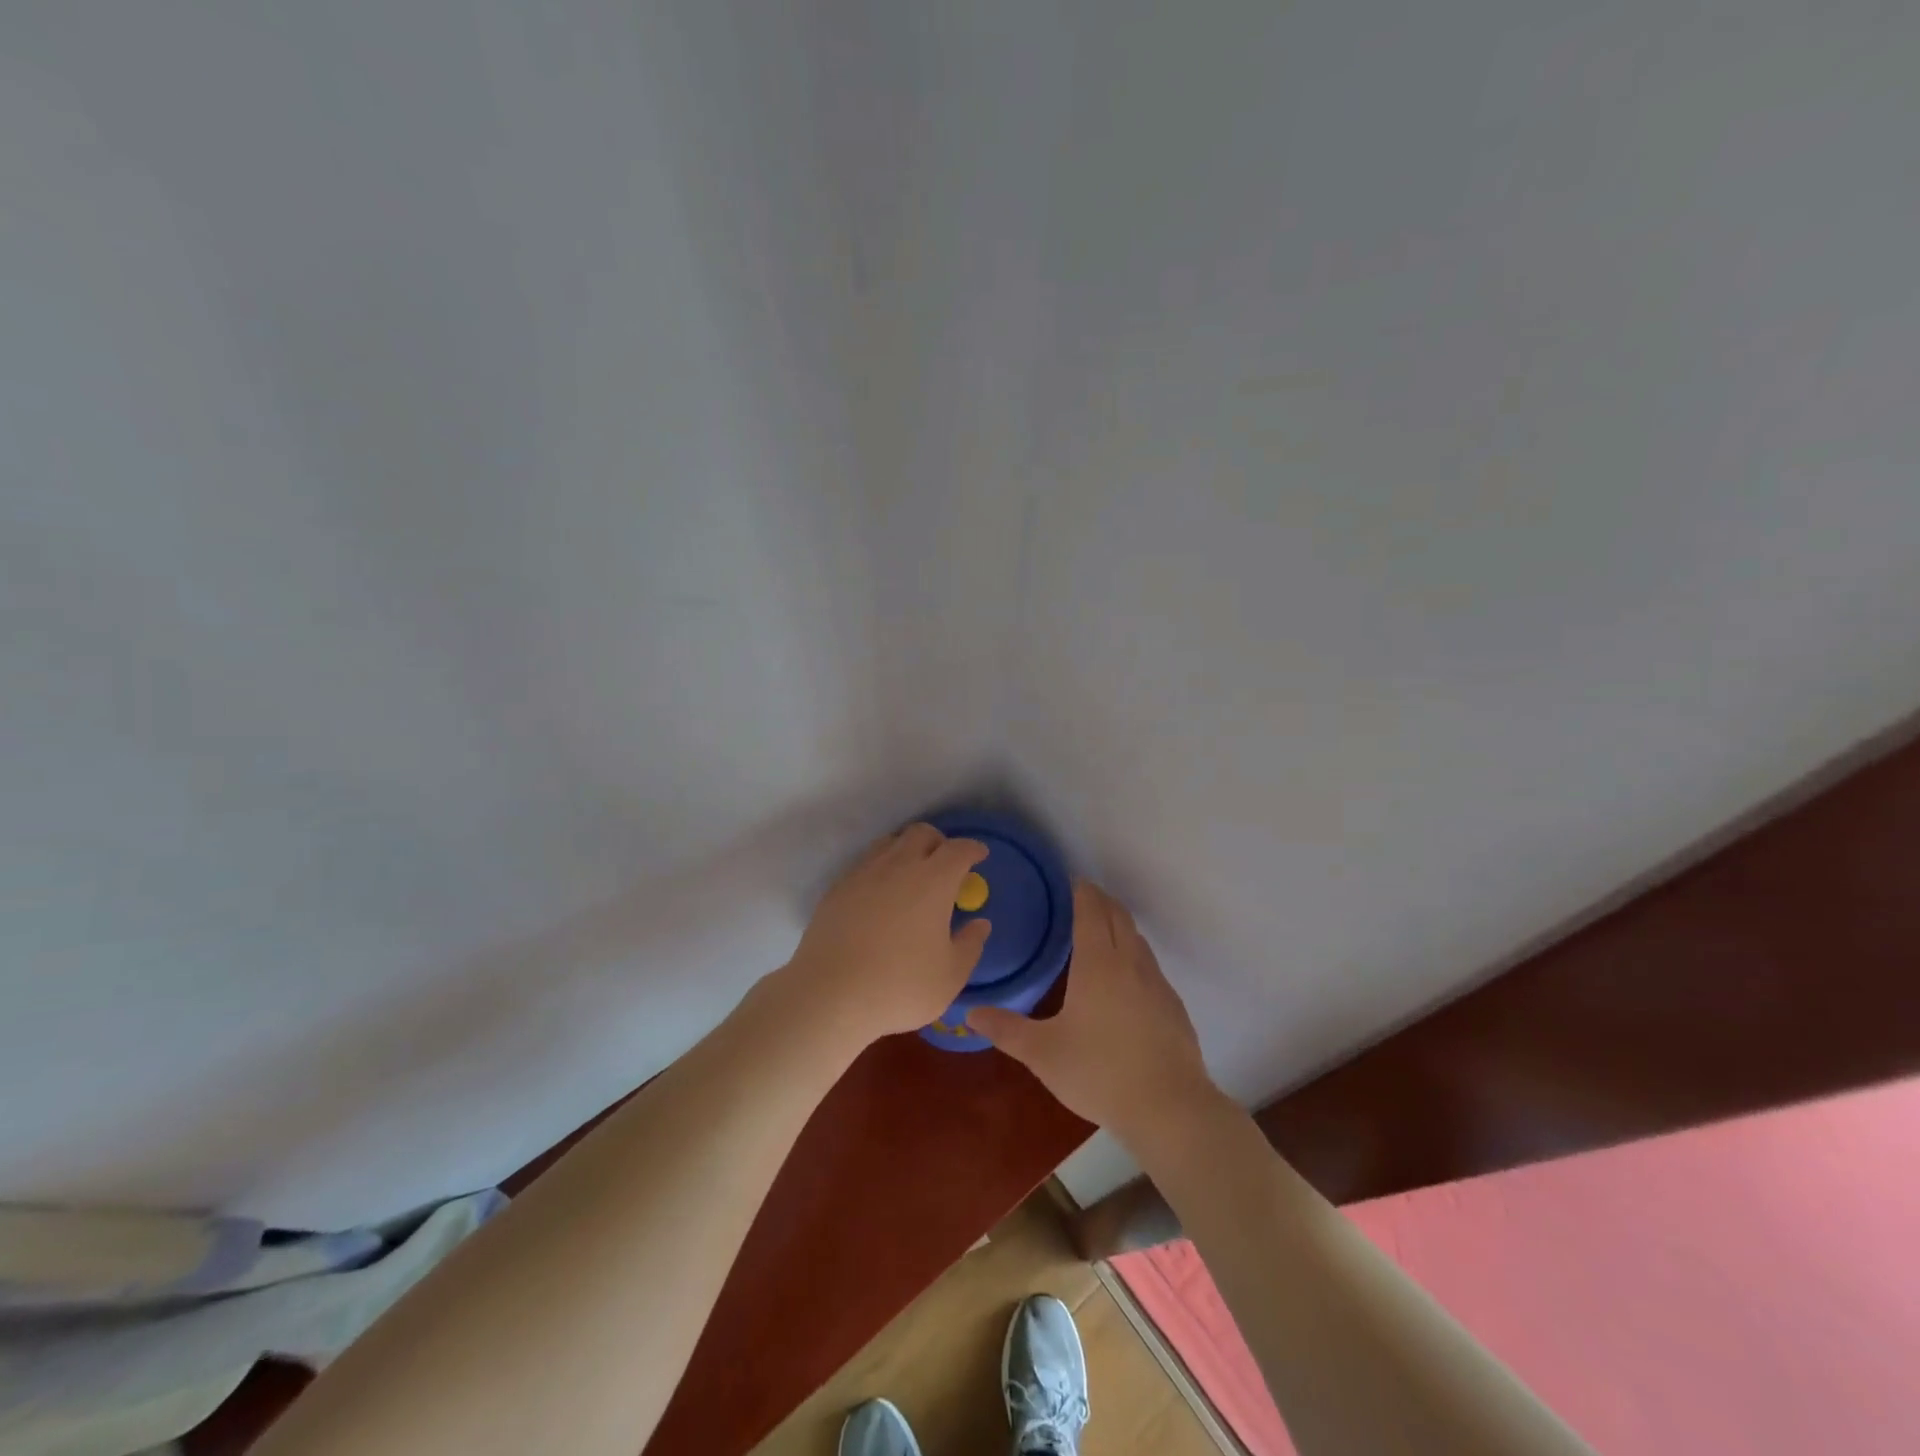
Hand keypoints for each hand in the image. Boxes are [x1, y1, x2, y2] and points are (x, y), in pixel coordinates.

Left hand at [784, 823, 991, 1045]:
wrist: (830, 996)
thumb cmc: (900, 987)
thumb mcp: (950, 976)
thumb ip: (970, 945)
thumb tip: (979, 923)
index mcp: (933, 881)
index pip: (958, 850)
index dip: (973, 849)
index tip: (980, 856)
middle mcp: (898, 866)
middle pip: (921, 833)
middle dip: (939, 842)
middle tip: (946, 864)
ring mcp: (864, 874)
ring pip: (890, 842)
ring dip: (907, 849)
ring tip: (912, 874)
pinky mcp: (838, 888)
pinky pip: (866, 863)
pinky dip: (881, 867)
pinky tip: (881, 894)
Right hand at [968, 881, 1217, 1136]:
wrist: (1169, 1108)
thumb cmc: (1099, 1073)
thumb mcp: (1043, 1054)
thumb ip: (1006, 1030)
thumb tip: (970, 1011)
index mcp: (1097, 964)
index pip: (1090, 911)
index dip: (1081, 891)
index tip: (1069, 880)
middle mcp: (1129, 962)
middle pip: (1117, 915)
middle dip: (1100, 899)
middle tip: (1080, 896)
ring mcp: (1156, 982)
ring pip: (1136, 937)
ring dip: (1118, 923)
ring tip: (1100, 928)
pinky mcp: (1172, 1003)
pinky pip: (1149, 962)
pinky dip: (1133, 951)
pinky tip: (1124, 975)